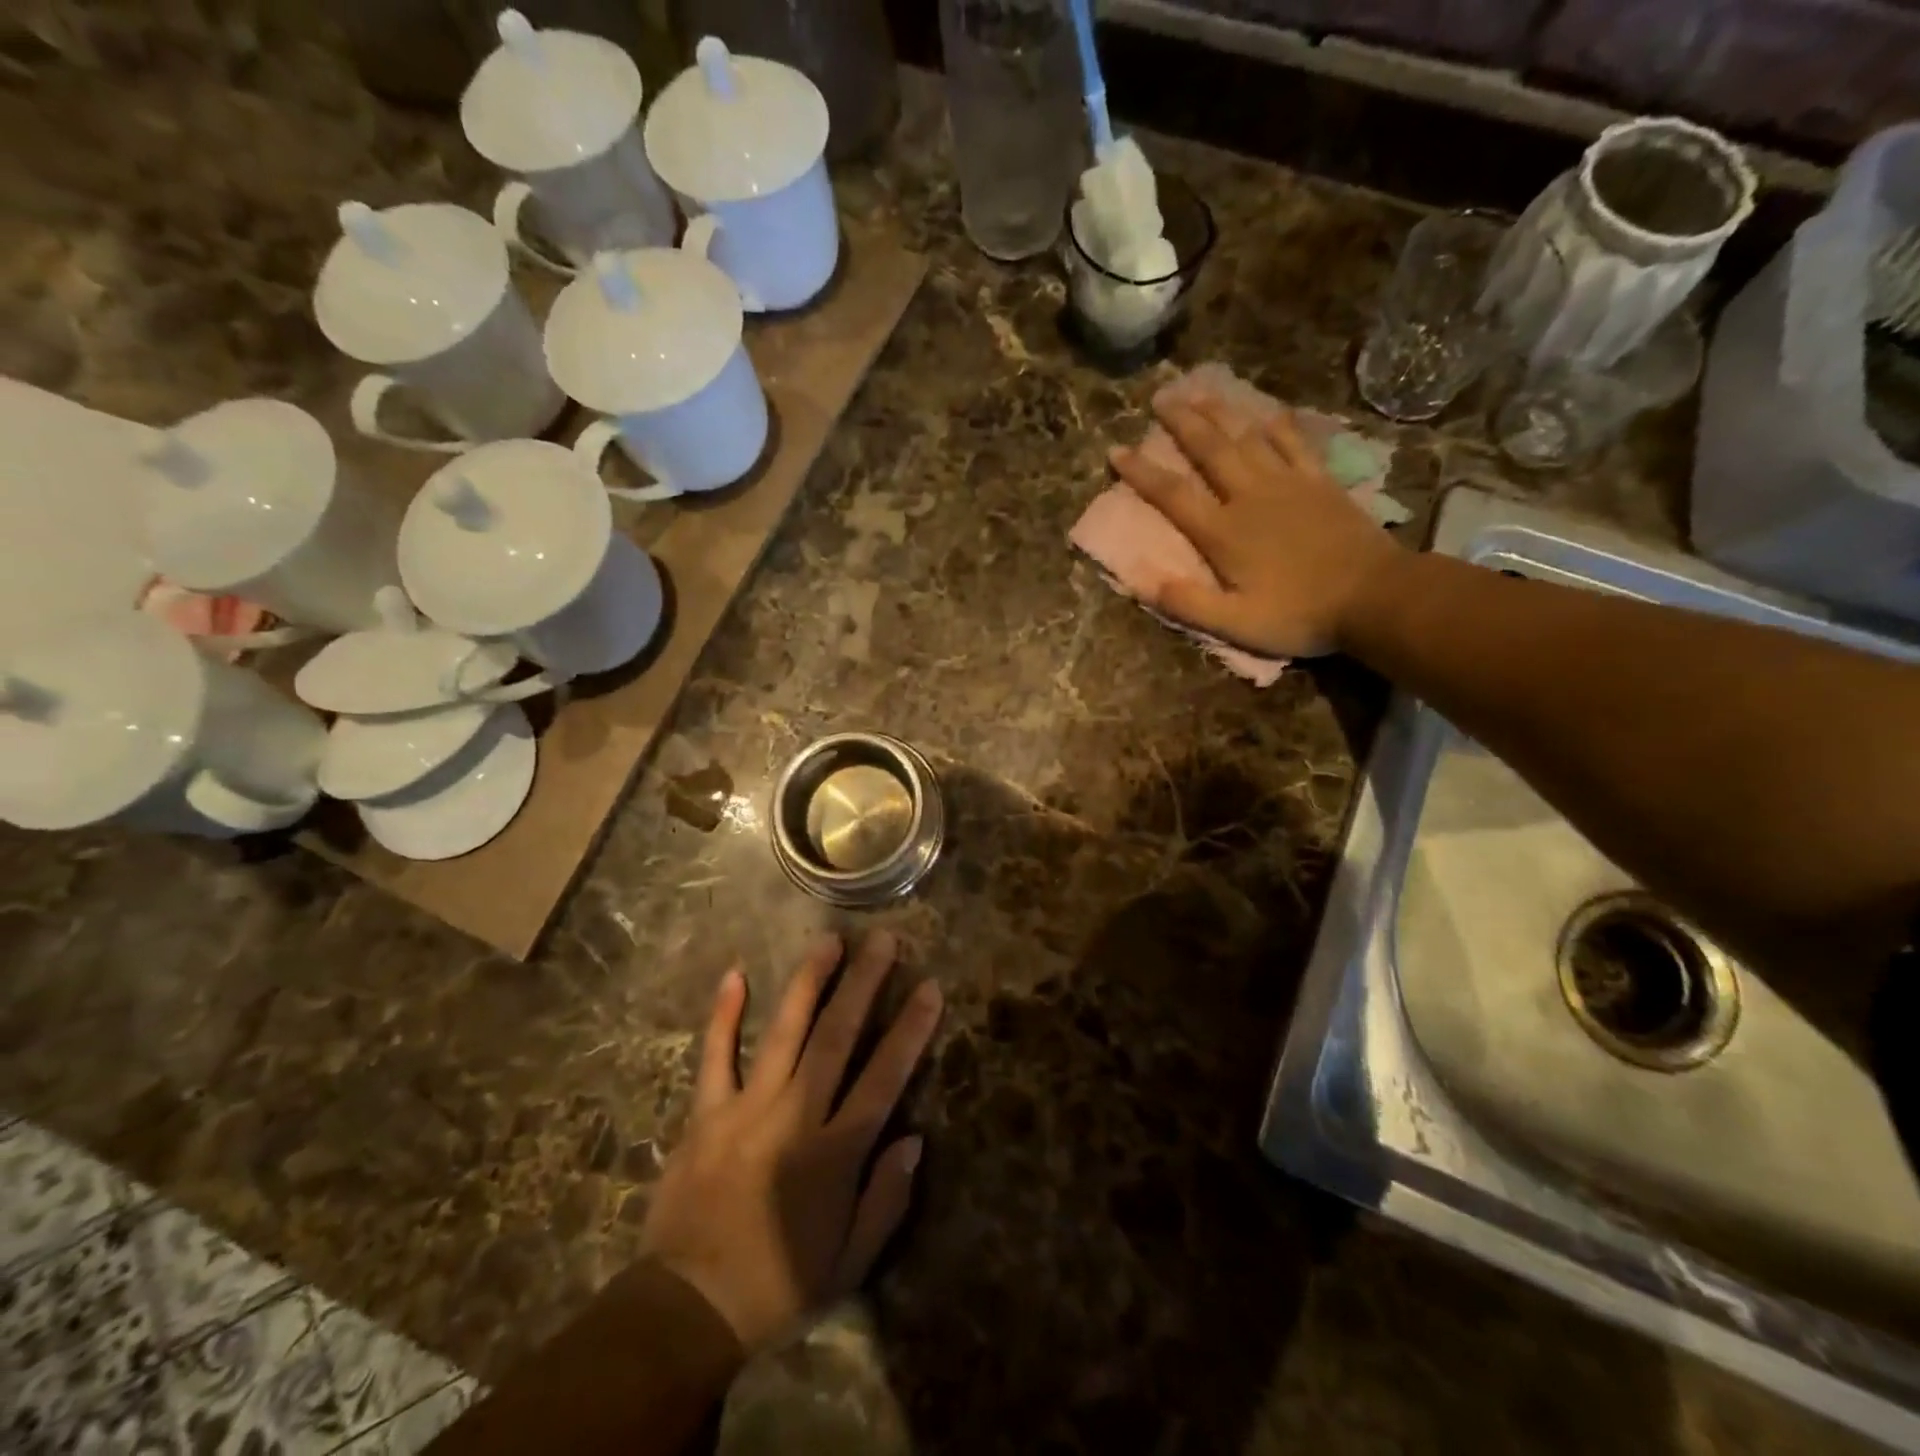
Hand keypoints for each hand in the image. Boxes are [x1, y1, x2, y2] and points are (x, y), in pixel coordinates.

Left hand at [641, 931, 941, 1354]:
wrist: (686, 1310)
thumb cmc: (777, 1287)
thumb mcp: (848, 1265)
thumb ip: (886, 1200)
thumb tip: (914, 1139)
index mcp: (834, 1153)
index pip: (883, 1077)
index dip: (910, 1030)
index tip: (929, 988)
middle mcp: (794, 1117)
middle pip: (836, 1038)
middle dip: (863, 984)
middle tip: (883, 940)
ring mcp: (745, 1109)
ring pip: (784, 1032)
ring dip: (808, 982)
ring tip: (828, 940)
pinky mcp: (705, 1114)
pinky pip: (714, 1056)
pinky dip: (724, 1015)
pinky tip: (735, 974)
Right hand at [1109, 391, 1405, 658]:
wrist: (1374, 597)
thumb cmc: (1299, 614)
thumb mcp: (1236, 623)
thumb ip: (1188, 602)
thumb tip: (1141, 582)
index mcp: (1224, 532)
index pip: (1173, 495)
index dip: (1141, 472)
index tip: (1116, 450)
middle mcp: (1250, 496)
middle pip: (1210, 450)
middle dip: (1181, 422)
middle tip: (1159, 396)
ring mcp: (1288, 483)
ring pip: (1247, 437)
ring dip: (1221, 412)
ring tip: (1200, 390)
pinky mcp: (1320, 482)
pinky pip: (1294, 443)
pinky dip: (1277, 425)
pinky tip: (1267, 411)